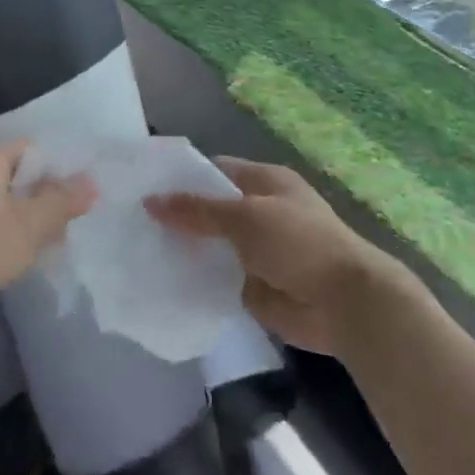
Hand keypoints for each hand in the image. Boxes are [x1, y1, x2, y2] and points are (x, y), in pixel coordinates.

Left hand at [0, 141, 95, 342]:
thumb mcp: (29, 224)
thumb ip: (62, 202)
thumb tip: (91, 181)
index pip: (30, 149)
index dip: (58, 167)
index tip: (81, 194)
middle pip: (18, 178)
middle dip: (46, 199)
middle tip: (73, 224)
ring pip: (4, 206)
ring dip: (28, 223)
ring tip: (53, 246)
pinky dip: (7, 239)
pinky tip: (22, 260)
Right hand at [146, 157, 414, 357]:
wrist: (344, 303)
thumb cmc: (299, 243)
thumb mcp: (245, 216)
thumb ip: (197, 210)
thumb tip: (150, 201)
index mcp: (265, 183)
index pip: (214, 171)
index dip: (181, 177)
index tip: (142, 185)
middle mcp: (259, 212)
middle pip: (208, 210)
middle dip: (176, 215)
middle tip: (130, 220)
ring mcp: (255, 251)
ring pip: (209, 245)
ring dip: (182, 249)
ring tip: (135, 248)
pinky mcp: (251, 285)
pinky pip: (215, 277)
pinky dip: (193, 278)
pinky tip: (160, 278)